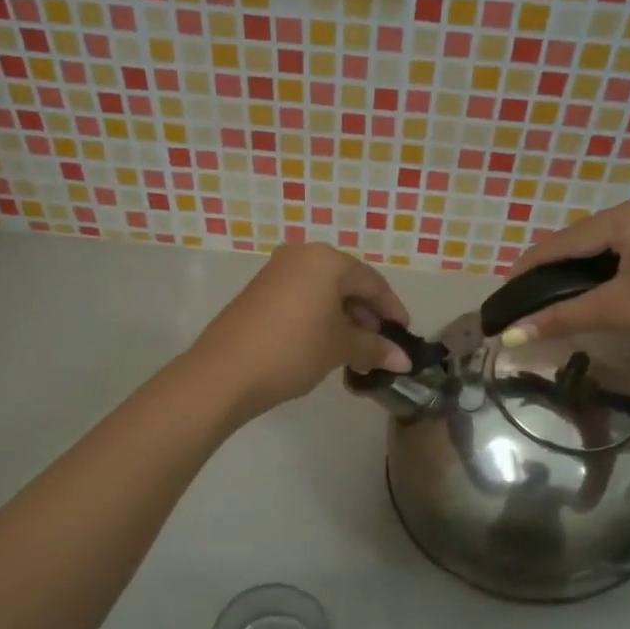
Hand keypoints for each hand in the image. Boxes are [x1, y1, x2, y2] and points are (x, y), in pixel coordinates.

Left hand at [188, 243, 412, 421]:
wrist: (225, 372)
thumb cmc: (293, 349)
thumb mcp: (340, 347)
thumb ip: (375, 348)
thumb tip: (404, 360)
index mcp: (325, 260)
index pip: (371, 281)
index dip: (392, 310)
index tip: (404, 335)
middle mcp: (300, 256)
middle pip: (346, 283)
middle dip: (367, 315)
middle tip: (379, 346)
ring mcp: (275, 273)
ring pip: (323, 293)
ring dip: (343, 319)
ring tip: (354, 351)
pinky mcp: (258, 293)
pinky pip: (301, 300)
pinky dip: (319, 319)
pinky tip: (324, 346)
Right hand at [501, 195, 629, 384]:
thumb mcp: (619, 311)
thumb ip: (561, 317)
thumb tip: (511, 335)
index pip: (572, 237)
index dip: (535, 262)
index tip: (505, 285)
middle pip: (594, 237)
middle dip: (560, 266)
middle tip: (530, 293)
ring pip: (618, 245)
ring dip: (588, 269)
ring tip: (558, 293)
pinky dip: (617, 270)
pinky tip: (603, 288)